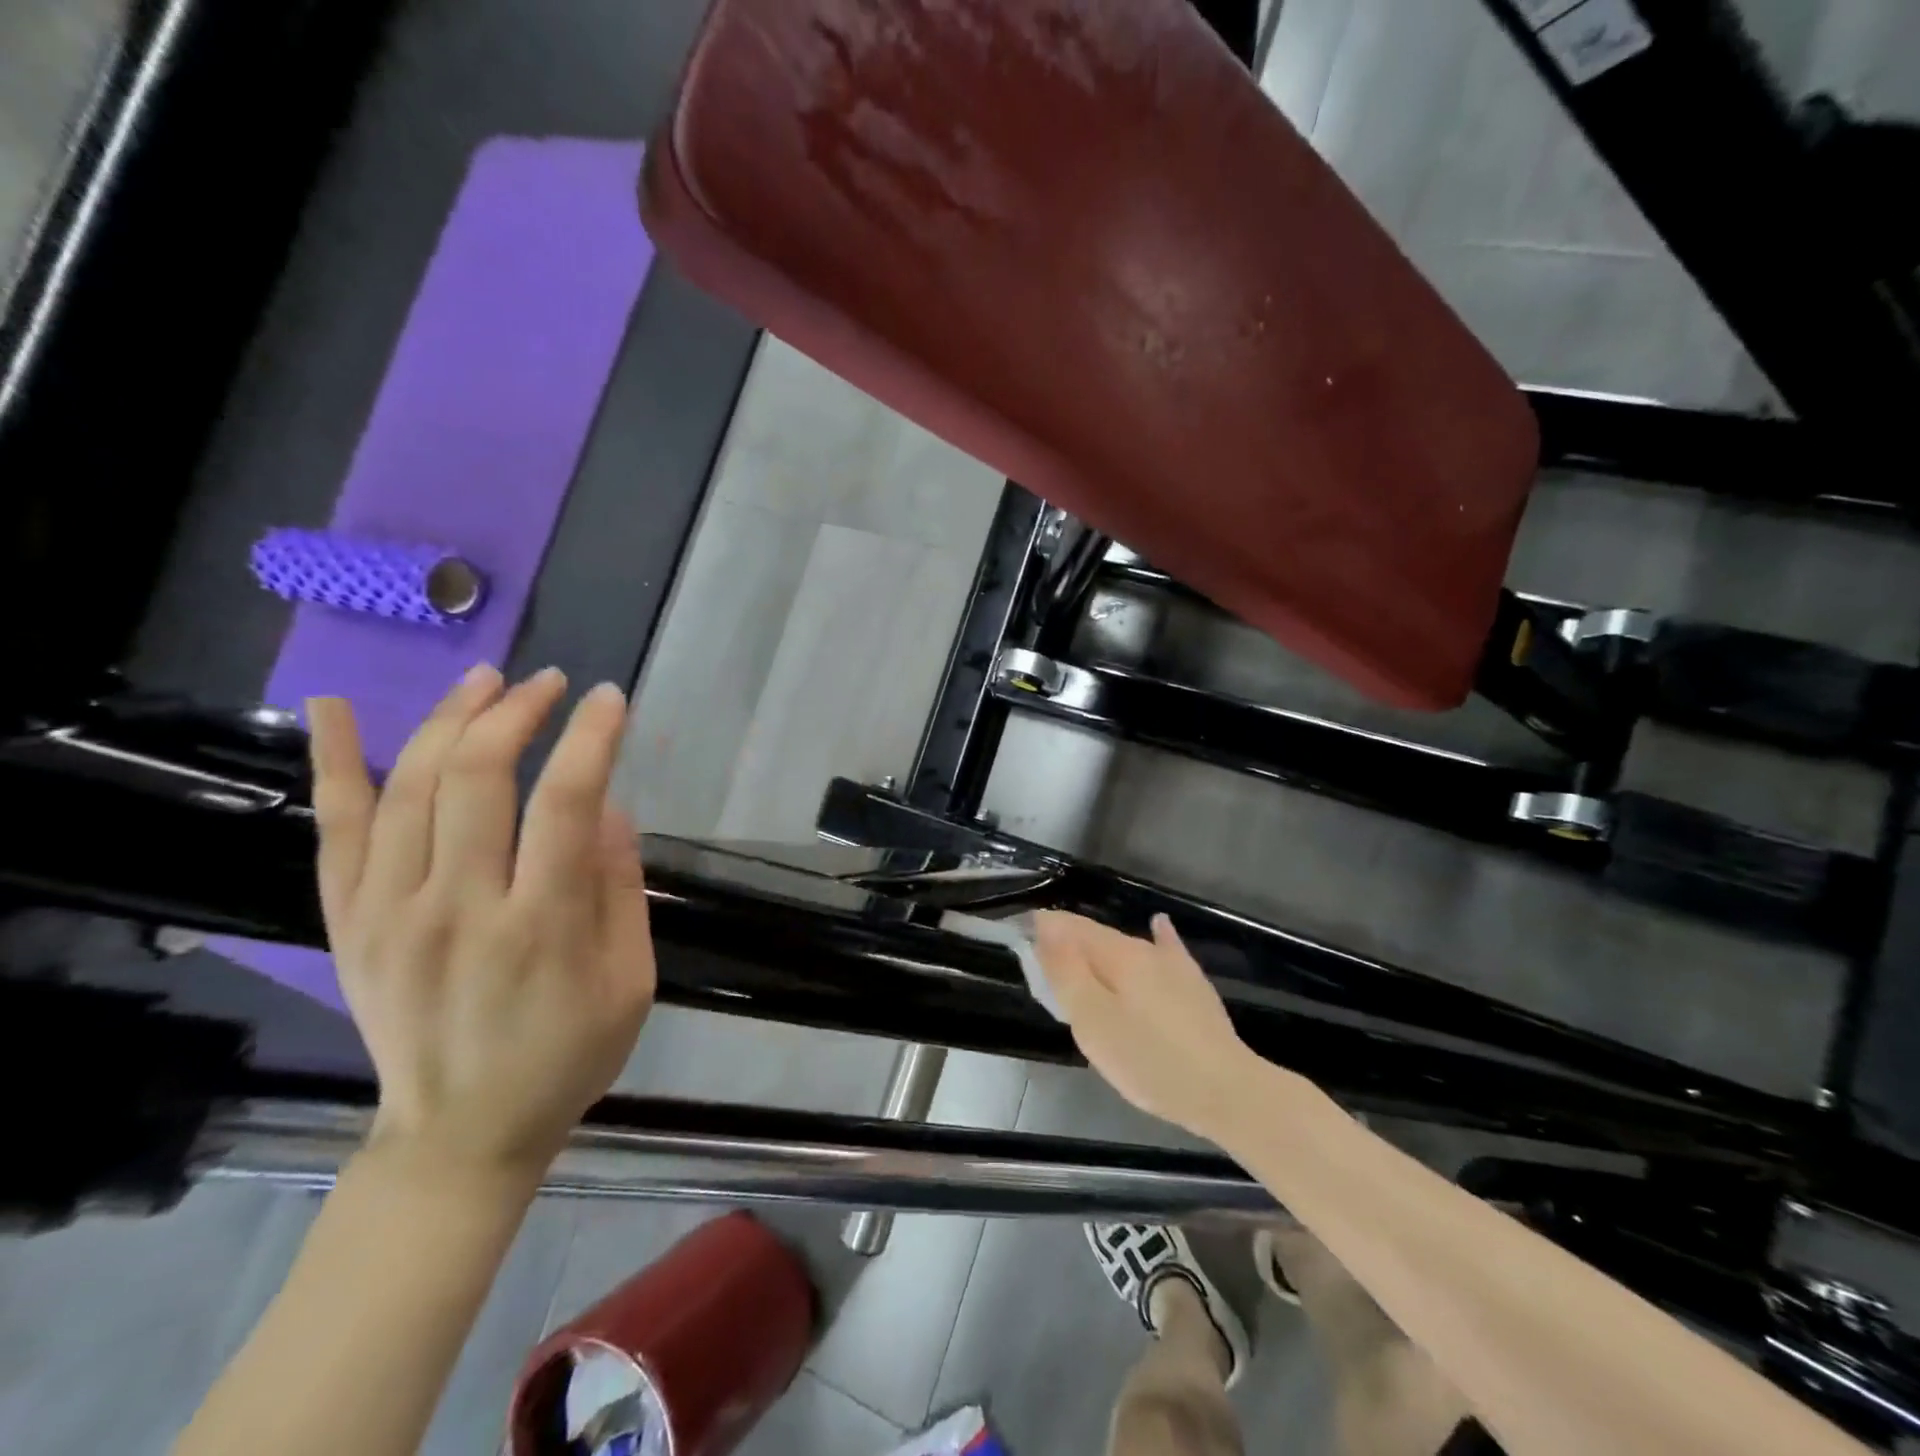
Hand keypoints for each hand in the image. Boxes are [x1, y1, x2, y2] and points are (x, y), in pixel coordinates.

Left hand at [307, 664, 655, 1181]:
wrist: (462, 1135)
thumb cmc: (568, 1054)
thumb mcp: (630, 980)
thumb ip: (619, 888)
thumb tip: (606, 807)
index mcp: (541, 926)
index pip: (564, 803)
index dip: (588, 738)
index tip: (607, 699)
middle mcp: (458, 908)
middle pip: (476, 780)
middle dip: (516, 714)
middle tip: (548, 682)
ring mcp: (390, 914)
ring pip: (406, 790)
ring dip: (448, 721)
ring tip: (484, 679)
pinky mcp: (349, 924)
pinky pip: (335, 831)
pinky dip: (333, 764)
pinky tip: (335, 706)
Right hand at [1033, 911, 1258, 1137]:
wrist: (1226, 1091)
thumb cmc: (1149, 1060)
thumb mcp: (1093, 1021)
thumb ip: (1066, 972)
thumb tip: (1045, 927)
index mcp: (1116, 954)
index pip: (1069, 927)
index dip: (1043, 929)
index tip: (1021, 940)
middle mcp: (1144, 949)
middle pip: (1096, 937)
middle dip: (1067, 944)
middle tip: (1045, 972)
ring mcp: (1173, 966)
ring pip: (1125, 948)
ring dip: (1098, 952)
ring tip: (1080, 965)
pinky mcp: (1193, 986)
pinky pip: (1166, 951)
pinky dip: (1155, 938)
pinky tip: (1159, 925)